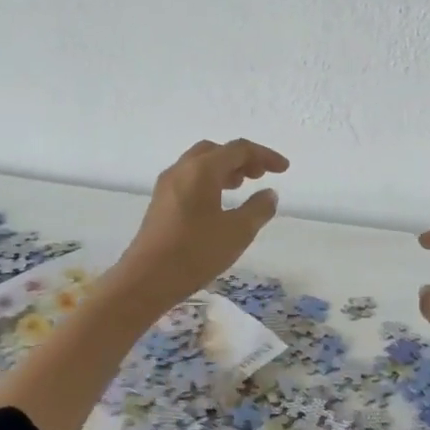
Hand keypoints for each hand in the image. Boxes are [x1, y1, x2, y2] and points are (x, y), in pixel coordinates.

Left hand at [113, 139, 289, 307]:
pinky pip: (189, 179)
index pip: (238, 149)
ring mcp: (167, 185)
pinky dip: (209, 180)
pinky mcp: (160, 202)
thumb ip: (258, 209)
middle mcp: (182, 169)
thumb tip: (269, 194)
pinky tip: (218, 203)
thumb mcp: (237, 232)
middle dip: (242, 158)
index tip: (283, 169)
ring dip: (224, 169)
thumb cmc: (195, 252)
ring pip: (200, 164)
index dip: (264, 155)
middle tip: (261, 174)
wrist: (146, 279)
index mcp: (202, 170)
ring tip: (242, 185)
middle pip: (216, 150)